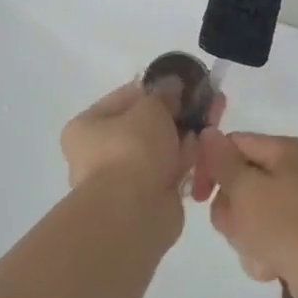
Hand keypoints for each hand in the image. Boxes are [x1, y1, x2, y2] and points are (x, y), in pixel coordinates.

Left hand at [61, 83, 201, 237]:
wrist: (134, 211)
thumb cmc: (132, 149)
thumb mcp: (150, 108)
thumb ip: (163, 94)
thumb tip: (172, 86)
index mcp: (87, 126)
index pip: (125, 98)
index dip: (156, 89)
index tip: (182, 86)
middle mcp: (99, 153)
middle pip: (145, 125)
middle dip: (175, 114)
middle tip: (203, 104)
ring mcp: (123, 178)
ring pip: (160, 148)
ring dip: (183, 137)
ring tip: (210, 124)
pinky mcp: (146, 198)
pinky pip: (168, 171)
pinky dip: (184, 161)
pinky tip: (204, 150)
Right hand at [193, 131, 297, 297]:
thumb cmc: (285, 226)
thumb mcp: (246, 189)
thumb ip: (222, 161)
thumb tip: (208, 132)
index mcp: (284, 150)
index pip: (233, 144)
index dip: (210, 166)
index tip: (198, 195)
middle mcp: (292, 172)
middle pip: (238, 182)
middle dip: (231, 210)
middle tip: (240, 227)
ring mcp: (296, 205)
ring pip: (246, 214)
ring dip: (244, 236)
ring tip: (260, 251)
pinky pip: (263, 237)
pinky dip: (261, 252)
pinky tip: (273, 266)